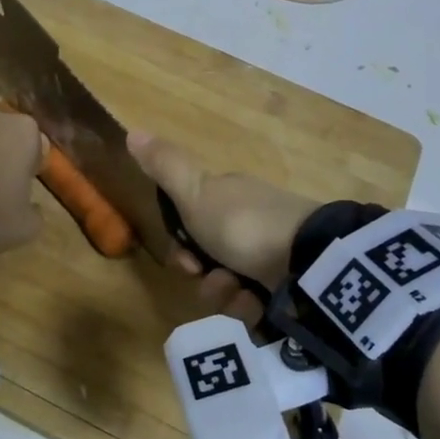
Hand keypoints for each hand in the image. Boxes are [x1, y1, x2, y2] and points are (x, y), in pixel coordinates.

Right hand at [128, 132, 318, 314]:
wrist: (307, 259)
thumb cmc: (243, 223)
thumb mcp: (196, 192)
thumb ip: (165, 167)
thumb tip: (132, 131)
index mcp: (230, 199)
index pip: (193, 225)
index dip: (181, 247)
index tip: (183, 259)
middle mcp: (250, 225)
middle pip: (209, 261)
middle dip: (203, 276)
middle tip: (205, 277)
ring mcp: (272, 257)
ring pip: (230, 287)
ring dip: (225, 295)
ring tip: (238, 293)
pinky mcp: (290, 287)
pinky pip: (256, 305)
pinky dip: (251, 307)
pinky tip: (257, 304)